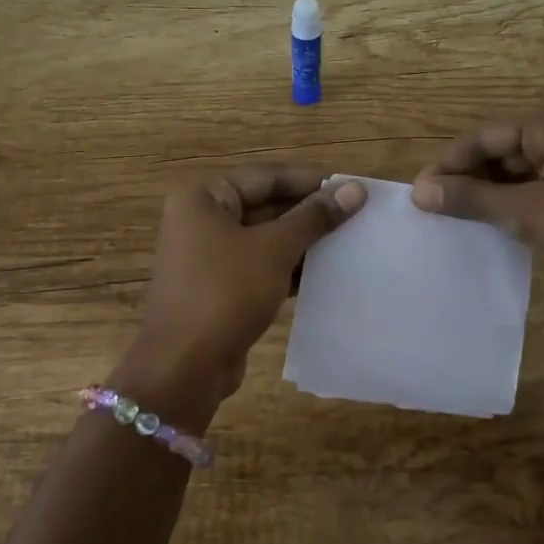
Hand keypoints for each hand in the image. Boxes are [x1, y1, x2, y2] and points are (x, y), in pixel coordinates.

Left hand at [109, 168, 367, 426]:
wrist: (184, 367)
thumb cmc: (225, 293)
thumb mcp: (274, 249)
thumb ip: (314, 217)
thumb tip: (355, 189)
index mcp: (204, 197)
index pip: (267, 177)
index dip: (311, 181)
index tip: (354, 186)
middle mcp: (202, 219)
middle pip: (266, 205)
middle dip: (310, 212)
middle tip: (359, 214)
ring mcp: (210, 256)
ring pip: (266, 238)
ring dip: (304, 241)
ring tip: (353, 241)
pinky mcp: (221, 287)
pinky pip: (262, 266)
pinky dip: (290, 267)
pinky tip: (329, 273)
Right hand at [412, 107, 543, 316]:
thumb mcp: (528, 211)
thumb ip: (472, 200)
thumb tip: (420, 192)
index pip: (486, 134)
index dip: (450, 161)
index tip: (421, 190)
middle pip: (504, 149)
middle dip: (469, 176)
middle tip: (437, 206)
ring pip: (522, 171)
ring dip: (491, 192)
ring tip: (459, 217)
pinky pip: (541, 189)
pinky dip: (516, 204)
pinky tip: (496, 224)